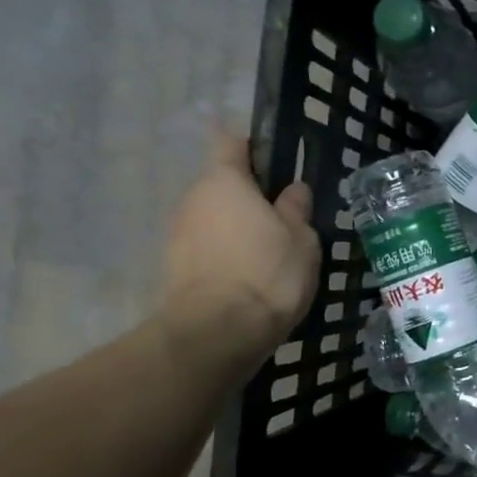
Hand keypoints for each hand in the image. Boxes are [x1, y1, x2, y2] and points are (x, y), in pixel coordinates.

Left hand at [160, 131, 320, 379]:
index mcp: (224, 181)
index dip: (253, 147)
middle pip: (223, 185)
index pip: (231, 143)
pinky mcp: (175, 268)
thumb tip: (292, 190)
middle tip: (286, 218)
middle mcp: (193, 199)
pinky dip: (227, 255)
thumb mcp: (302, 238)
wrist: (217, 333)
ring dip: (239, 228)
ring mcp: (178, 234)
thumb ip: (296, 209)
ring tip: (271, 253)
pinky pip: (208, 248)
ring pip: (215, 219)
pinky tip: (252, 277)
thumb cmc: (267, 272)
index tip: (277, 163)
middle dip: (250, 197)